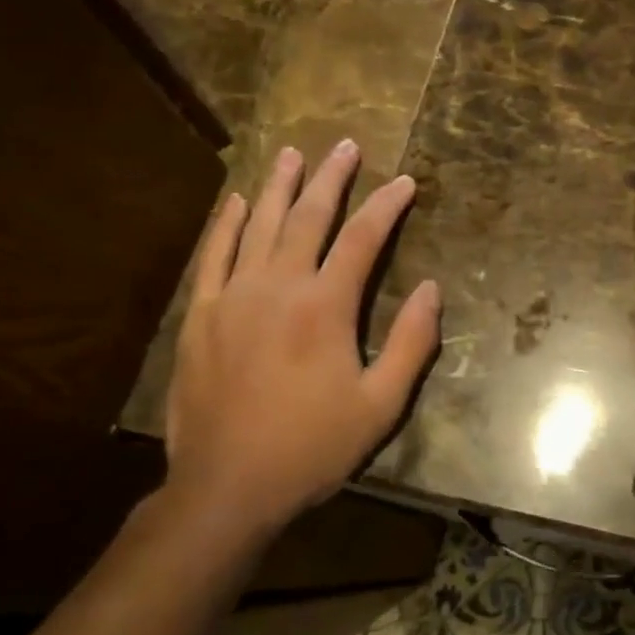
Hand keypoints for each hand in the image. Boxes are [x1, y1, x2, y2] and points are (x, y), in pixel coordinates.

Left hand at [162, 140, 439, 535]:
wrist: (226, 488)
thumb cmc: (312, 447)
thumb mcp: (381, 405)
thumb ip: (411, 343)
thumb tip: (433, 289)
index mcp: (325, 307)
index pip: (363, 238)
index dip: (386, 205)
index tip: (404, 182)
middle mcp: (278, 287)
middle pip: (308, 217)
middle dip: (331, 178)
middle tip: (345, 146)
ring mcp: (232, 297)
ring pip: (259, 225)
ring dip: (279, 186)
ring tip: (292, 154)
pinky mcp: (200, 316)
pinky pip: (213, 256)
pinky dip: (226, 224)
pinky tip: (236, 201)